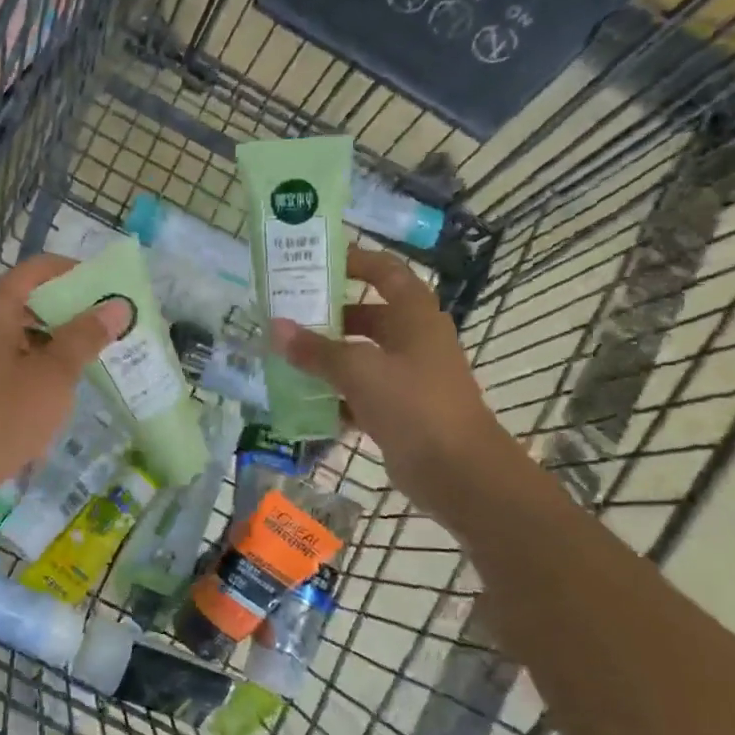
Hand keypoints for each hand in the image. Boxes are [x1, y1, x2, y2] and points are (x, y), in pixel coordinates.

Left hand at [0, 255, 129, 516]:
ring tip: (88, 367)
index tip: (110, 290)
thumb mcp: (53, 377)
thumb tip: (117, 305)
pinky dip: (29, 371)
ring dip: (50, 347)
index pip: (37, 270)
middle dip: (68, 315)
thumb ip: (85, 337)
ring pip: (14, 338)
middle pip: (26, 303)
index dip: (76, 272)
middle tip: (107, 332)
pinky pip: (0, 365)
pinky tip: (51, 399)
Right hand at [271, 247, 503, 517]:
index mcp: (415, 316)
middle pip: (367, 316)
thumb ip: (316, 350)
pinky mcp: (400, 411)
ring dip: (327, 358)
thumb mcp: (359, 371)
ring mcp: (408, 377)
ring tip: (285, 357)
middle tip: (286, 315)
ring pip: (361, 356)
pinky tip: (303, 402)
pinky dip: (335, 395)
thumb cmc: (414, 405)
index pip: (386, 272)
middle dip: (328, 316)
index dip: (355, 261)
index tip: (317, 262)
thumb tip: (275, 328)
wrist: (459, 473)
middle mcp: (414, 340)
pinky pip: (361, 393)